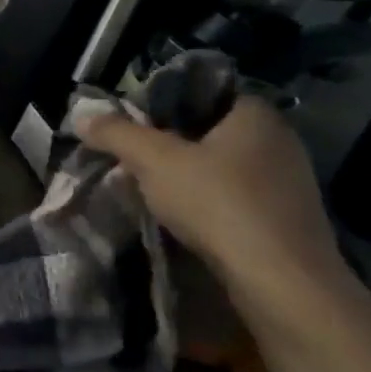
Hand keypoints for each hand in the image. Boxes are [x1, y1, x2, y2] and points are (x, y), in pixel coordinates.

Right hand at [78, 97, 341, 287]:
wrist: (278, 279)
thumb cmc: (217, 203)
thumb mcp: (153, 160)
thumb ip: (116, 133)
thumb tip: (82, 114)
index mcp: (255, 114)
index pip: (202, 92)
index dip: (162, 103)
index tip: (130, 122)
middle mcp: (279, 140)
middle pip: (208, 130)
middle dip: (168, 142)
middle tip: (131, 156)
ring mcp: (288, 181)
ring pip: (220, 165)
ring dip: (185, 174)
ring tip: (148, 188)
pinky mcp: (285, 217)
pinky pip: (234, 194)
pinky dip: (206, 200)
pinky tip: (182, 216)